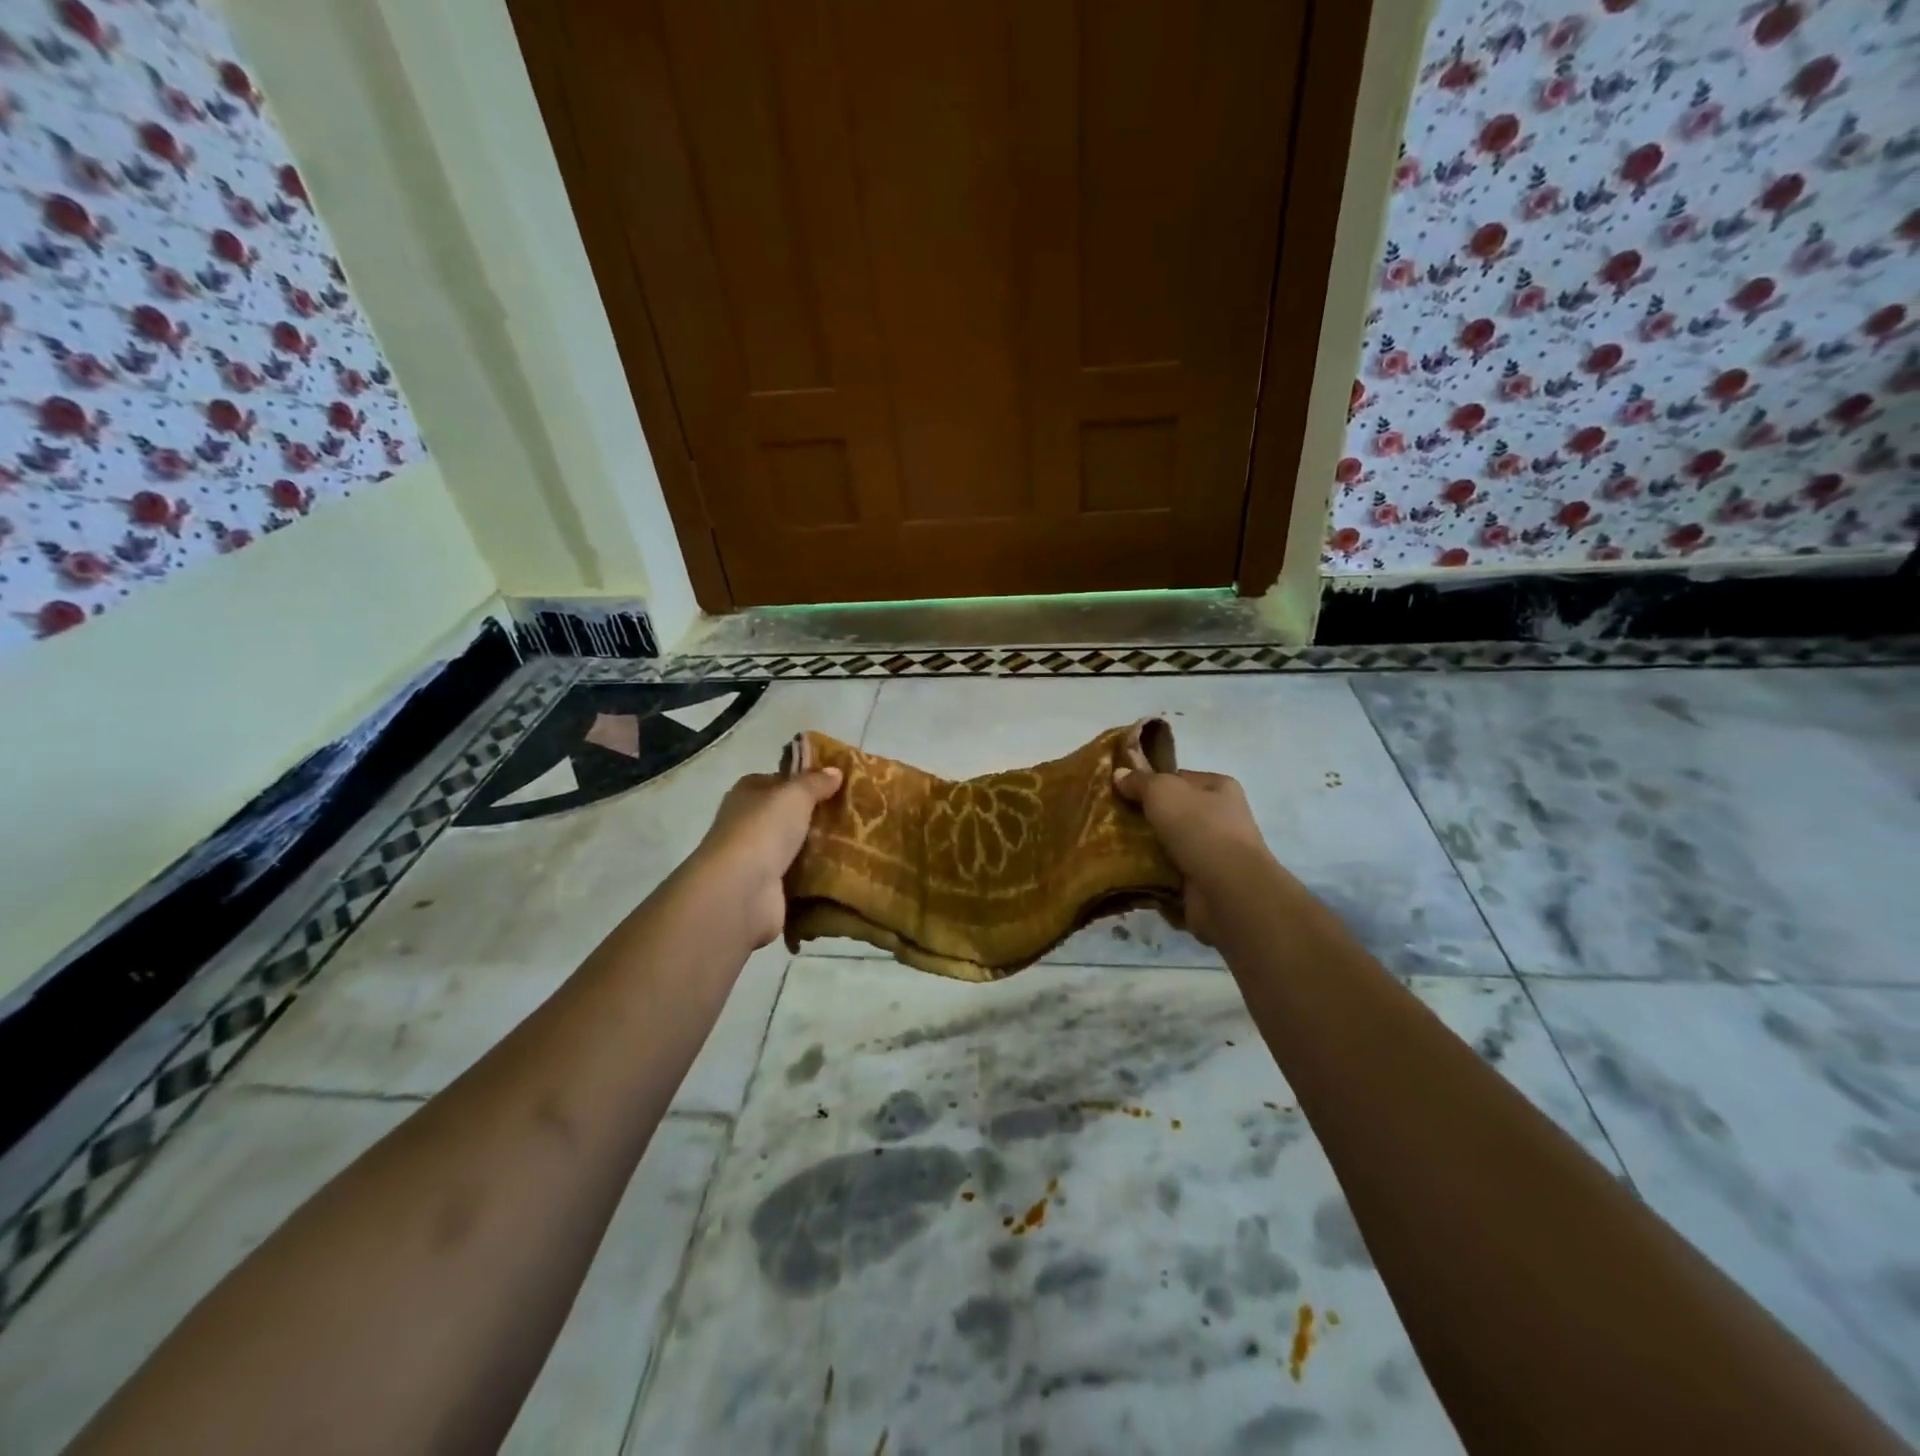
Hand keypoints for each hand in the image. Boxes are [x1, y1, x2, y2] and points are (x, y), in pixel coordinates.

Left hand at [692, 766, 843, 947]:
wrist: (740, 891)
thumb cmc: (763, 830)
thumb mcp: (794, 795)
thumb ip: (815, 782)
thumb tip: (835, 771)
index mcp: (747, 793)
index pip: (778, 781)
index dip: (804, 781)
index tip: (837, 785)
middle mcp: (747, 823)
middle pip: (787, 815)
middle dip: (816, 816)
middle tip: (853, 815)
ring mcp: (756, 857)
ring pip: (794, 846)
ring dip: (819, 846)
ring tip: (857, 842)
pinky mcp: (768, 888)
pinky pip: (799, 875)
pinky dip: (816, 874)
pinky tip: (843, 870)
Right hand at [1113, 755, 1269, 945]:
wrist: (1226, 890)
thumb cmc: (1199, 828)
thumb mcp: (1163, 791)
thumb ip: (1140, 781)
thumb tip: (1119, 773)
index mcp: (1220, 788)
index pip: (1180, 778)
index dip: (1152, 782)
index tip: (1123, 790)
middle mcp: (1222, 818)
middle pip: (1174, 812)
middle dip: (1146, 816)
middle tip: (1114, 818)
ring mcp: (1214, 853)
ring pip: (1169, 842)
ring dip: (1145, 846)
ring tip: (1112, 844)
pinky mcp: (1203, 882)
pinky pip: (1169, 871)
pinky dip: (1150, 872)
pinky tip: (1126, 869)